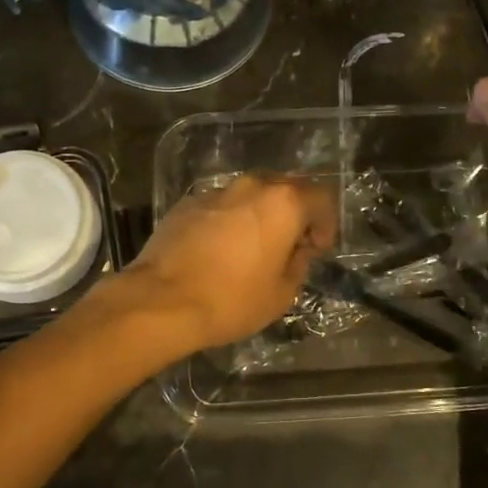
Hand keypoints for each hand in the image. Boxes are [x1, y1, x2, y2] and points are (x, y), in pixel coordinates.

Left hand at [123, 175, 336, 351]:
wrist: (161, 301)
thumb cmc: (232, 300)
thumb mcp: (282, 293)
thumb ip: (299, 264)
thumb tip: (297, 251)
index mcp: (283, 203)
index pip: (321, 198)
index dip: (326, 223)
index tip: (318, 249)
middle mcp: (251, 186)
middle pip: (285, 189)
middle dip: (294, 215)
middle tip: (290, 246)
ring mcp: (216, 191)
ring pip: (250, 195)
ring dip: (260, 216)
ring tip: (253, 248)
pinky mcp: (186, 203)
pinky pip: (221, 206)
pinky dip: (229, 221)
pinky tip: (219, 250)